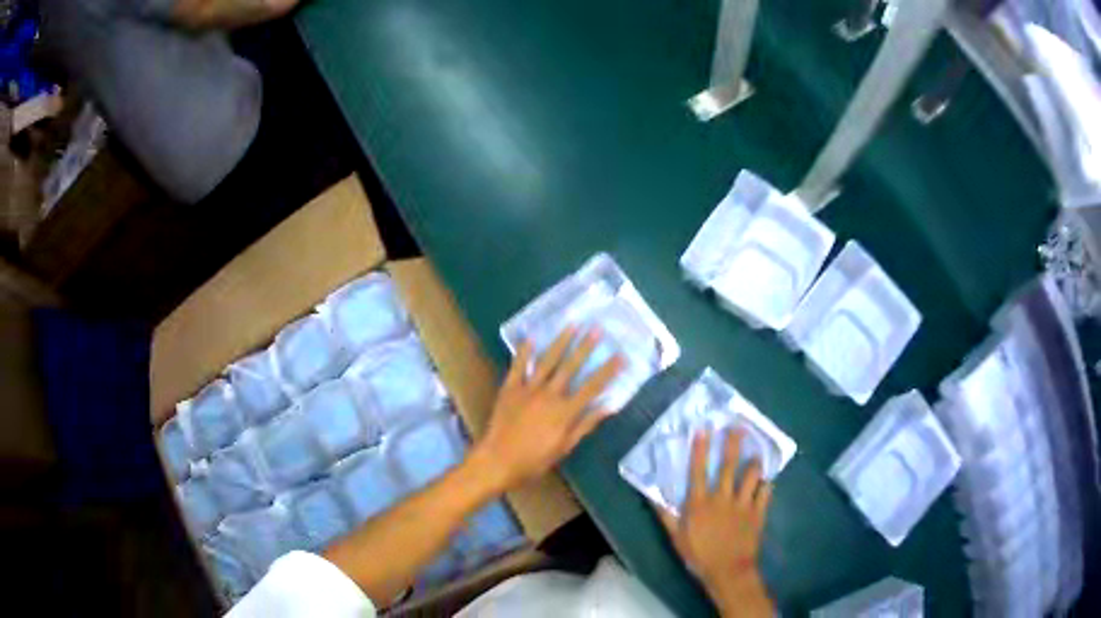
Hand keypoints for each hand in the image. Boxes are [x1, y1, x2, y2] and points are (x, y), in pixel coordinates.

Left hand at [472, 327, 623, 492]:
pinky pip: (518, 366)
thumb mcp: (564, 447)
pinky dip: (525, 351)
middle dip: (586, 347)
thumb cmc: (534, 460)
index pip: (593, 386)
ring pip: (548, 360)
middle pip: (571, 366)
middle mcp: (549, 394)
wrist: (497, 461)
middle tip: (597, 328)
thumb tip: (609, 406)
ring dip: (561, 341)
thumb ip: (586, 425)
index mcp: (565, 411)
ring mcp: (528, 389)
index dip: (608, 371)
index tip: (621, 355)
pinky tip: (532, 337)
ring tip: (573, 324)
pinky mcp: (510, 388)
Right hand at [657, 430, 774, 617]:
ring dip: (754, 463)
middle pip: (728, 465)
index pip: (698, 471)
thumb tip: (652, 495)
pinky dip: (766, 485)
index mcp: (700, 503)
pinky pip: (766, 493)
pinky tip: (767, 481)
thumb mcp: (676, 538)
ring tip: (756, 454)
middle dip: (733, 444)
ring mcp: (743, 504)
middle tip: (738, 426)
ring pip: (752, 475)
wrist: (728, 572)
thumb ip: (665, 515)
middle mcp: (722, 498)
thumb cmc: (699, 555)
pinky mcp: (758, 513)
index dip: (700, 449)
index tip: (703, 429)